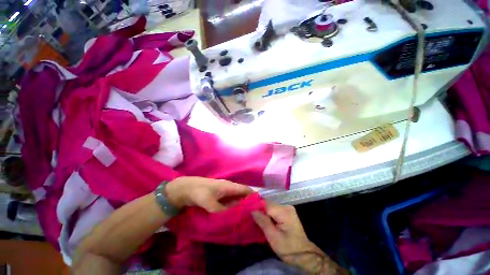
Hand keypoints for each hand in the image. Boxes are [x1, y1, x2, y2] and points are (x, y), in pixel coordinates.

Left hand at [165, 177, 252, 212]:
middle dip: (248, 203)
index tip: (260, 207)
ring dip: (240, 206)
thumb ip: (222, 210)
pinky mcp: (219, 197)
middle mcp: (229, 188)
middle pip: (242, 195)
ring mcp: (223, 192)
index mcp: (229, 186)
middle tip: (254, 216)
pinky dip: (233, 207)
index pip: (246, 190)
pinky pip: (229, 202)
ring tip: (246, 218)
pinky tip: (234, 215)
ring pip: (236, 199)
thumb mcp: (209, 202)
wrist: (185, 188)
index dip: (253, 196)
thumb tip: (234, 216)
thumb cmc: (198, 192)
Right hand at [251, 204, 318, 261]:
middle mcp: (286, 206)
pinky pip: (274, 210)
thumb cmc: (289, 249)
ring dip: (264, 213)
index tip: (248, 213)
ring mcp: (288, 208)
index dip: (256, 208)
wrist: (305, 256)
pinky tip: (265, 221)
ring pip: (270, 207)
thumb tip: (252, 210)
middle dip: (260, 211)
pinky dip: (269, 215)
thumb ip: (263, 222)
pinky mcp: (287, 212)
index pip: (266, 204)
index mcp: (284, 211)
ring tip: (256, 220)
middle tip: (251, 218)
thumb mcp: (273, 238)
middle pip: (268, 204)